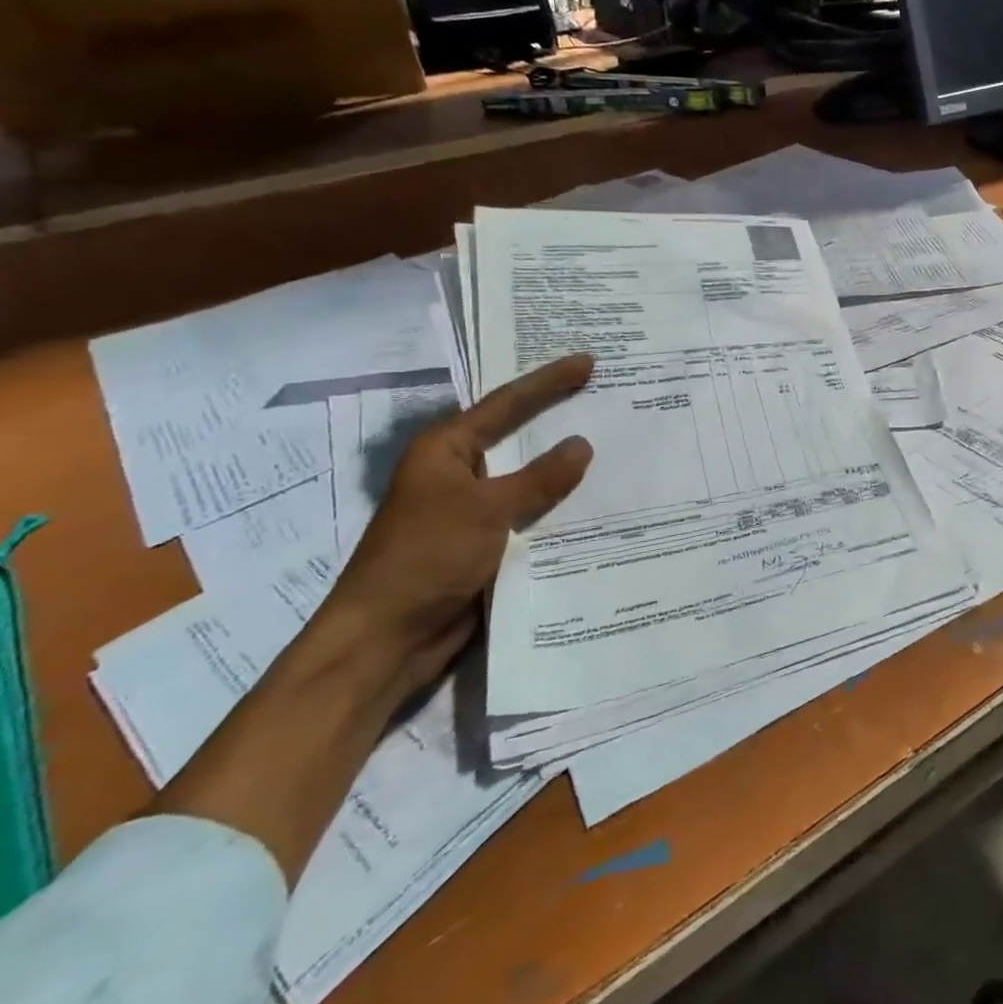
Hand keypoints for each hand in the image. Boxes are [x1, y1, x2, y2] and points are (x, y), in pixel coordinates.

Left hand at [323, 353, 596, 700]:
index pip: (506, 404)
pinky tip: (598, 501)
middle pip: (518, 436)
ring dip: (565, 469)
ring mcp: (474, 509)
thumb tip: (583, 444)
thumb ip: (539, 478)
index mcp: (446, 451)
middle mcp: (460, 472)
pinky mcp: (487, 543)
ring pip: (530, 479)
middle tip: (605, 395)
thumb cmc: (426, 559)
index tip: (589, 362)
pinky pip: (532, 515)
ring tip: (615, 445)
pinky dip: (560, 507)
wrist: (387, 641)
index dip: (549, 382)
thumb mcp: (485, 510)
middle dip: (559, 419)